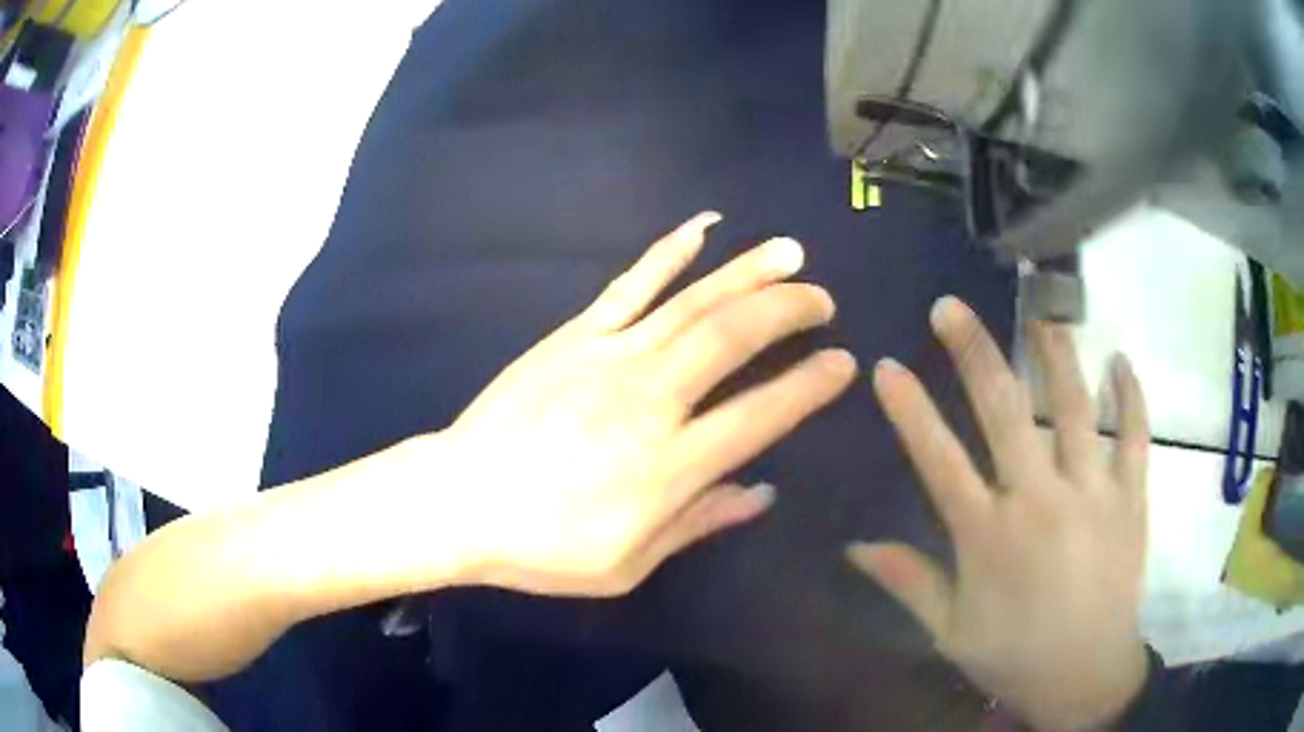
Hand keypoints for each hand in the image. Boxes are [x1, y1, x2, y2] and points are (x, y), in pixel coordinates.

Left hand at [434, 213, 856, 596]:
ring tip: (789, 253)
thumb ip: (699, 522)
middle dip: (788, 311)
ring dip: (748, 272)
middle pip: (733, 339)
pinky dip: (669, 252)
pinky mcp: (575, 336)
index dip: (809, 386)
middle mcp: (650, 401)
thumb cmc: (543, 546)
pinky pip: (631, 285)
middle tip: (822, 300)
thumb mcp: (628, 564)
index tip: (841, 363)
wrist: (460, 500)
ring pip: (693, 303)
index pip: (761, 414)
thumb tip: (763, 491)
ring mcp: (610, 357)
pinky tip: (703, 228)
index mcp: (669, 467)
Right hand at [848, 297, 1149, 730]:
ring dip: (1054, 353)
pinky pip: (1135, 434)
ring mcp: (1091, 492)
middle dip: (973, 352)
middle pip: (1003, 410)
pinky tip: (1120, 360)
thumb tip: (854, 547)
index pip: (939, 459)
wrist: (1086, 677)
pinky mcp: (1130, 497)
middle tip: (950, 307)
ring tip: (1039, 313)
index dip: (910, 410)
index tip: (887, 365)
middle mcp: (1039, 500)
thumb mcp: (950, 632)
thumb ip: (907, 582)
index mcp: (988, 537)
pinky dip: (1130, 395)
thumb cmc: (1014, 656)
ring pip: (1073, 406)